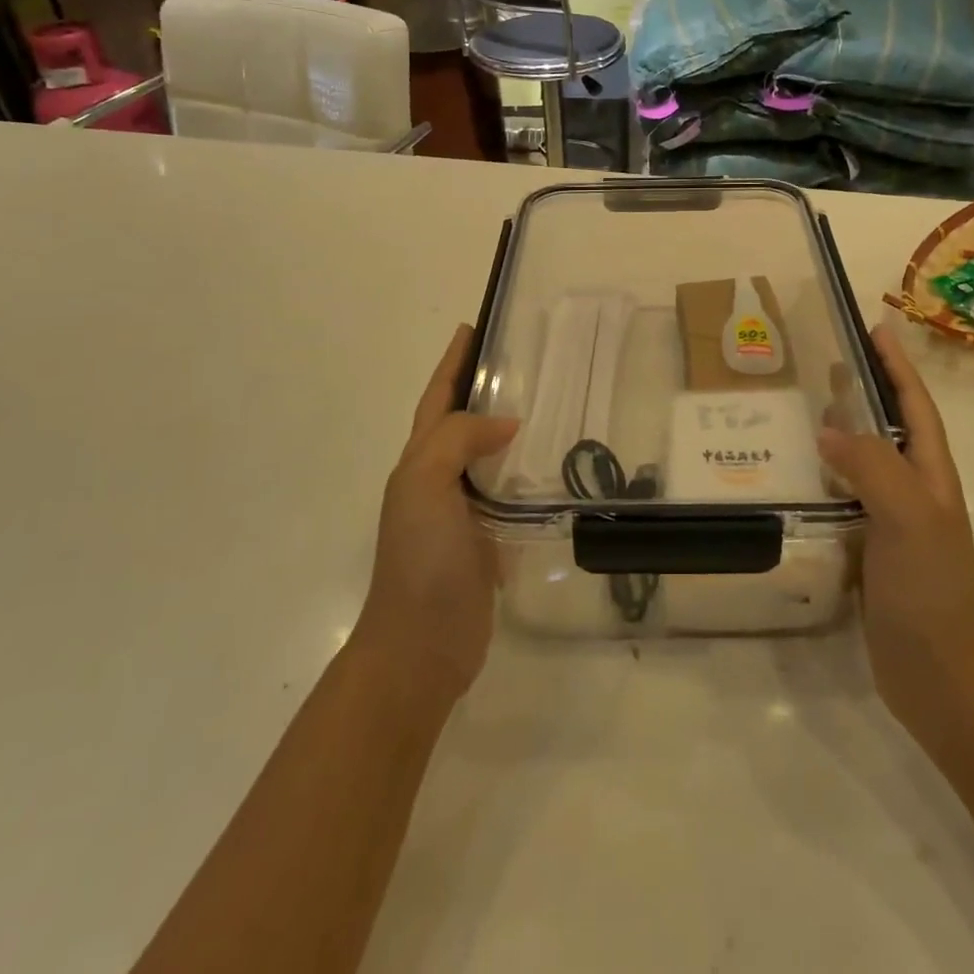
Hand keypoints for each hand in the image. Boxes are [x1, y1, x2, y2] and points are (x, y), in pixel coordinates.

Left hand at [352, 325, 517, 704]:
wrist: (421, 645)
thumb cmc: (421, 560)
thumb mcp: (426, 486)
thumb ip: (458, 441)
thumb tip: (507, 424)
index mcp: (420, 461)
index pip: (438, 398)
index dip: (452, 363)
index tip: (473, 327)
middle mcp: (439, 479)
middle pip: (462, 421)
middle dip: (482, 388)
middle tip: (524, 362)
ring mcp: (463, 511)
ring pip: (488, 456)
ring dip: (509, 429)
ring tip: (549, 404)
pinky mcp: (487, 539)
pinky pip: (508, 492)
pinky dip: (526, 472)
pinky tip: (553, 467)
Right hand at [817, 321, 973, 735]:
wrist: (938, 673)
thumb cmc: (930, 587)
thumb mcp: (907, 515)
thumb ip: (871, 466)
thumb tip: (828, 429)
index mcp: (929, 473)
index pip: (914, 404)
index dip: (897, 365)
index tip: (875, 327)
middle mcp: (912, 489)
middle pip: (888, 425)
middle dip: (865, 389)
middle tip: (825, 360)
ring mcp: (890, 519)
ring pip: (862, 459)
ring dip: (840, 430)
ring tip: (803, 408)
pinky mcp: (867, 547)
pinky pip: (842, 496)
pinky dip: (821, 475)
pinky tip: (795, 474)